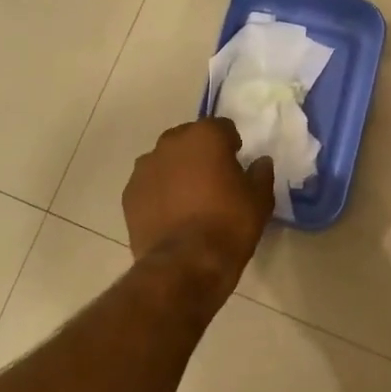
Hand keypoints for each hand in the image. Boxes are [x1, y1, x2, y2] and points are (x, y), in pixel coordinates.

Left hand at [125, 119, 274, 294]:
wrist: (185, 264)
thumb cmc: (229, 224)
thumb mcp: (260, 200)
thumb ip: (261, 174)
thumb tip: (261, 162)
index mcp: (205, 136)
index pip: (222, 128)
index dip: (231, 144)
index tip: (236, 164)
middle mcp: (170, 143)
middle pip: (189, 139)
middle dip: (200, 153)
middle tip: (213, 180)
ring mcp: (145, 168)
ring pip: (165, 161)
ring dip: (176, 171)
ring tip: (188, 199)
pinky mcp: (129, 194)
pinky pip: (149, 185)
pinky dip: (159, 192)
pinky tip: (170, 215)